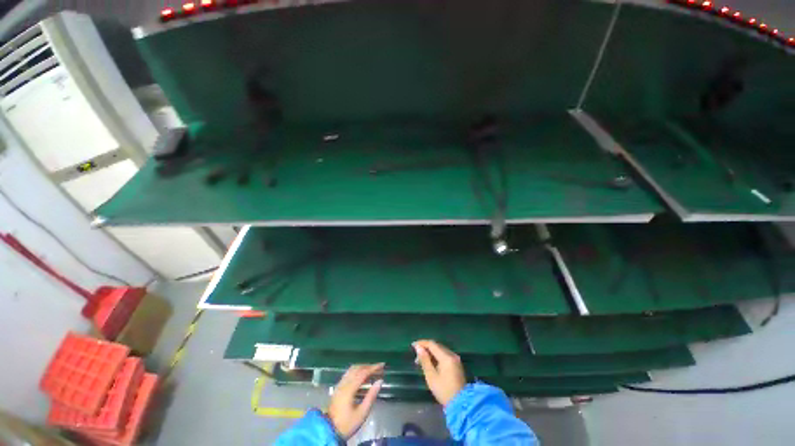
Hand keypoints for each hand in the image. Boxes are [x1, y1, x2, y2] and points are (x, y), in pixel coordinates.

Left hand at [327, 363, 383, 438]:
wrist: (330, 431)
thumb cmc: (348, 423)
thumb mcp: (362, 413)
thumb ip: (371, 395)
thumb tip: (380, 381)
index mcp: (349, 389)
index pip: (363, 373)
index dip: (373, 367)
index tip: (382, 365)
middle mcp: (343, 383)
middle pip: (357, 368)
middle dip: (368, 366)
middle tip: (379, 368)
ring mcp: (339, 385)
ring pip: (352, 370)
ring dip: (363, 368)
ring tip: (372, 371)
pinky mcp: (338, 388)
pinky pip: (348, 374)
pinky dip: (357, 372)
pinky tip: (363, 377)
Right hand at [413, 340, 466, 405]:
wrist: (461, 405)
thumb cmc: (444, 391)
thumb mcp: (431, 376)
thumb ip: (425, 360)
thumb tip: (418, 347)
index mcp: (446, 357)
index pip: (432, 344)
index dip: (422, 343)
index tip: (412, 346)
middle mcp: (452, 354)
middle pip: (437, 346)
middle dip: (426, 349)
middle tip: (416, 357)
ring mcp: (456, 359)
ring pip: (441, 350)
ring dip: (431, 353)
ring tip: (422, 361)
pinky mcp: (457, 364)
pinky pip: (445, 355)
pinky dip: (437, 357)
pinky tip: (431, 363)